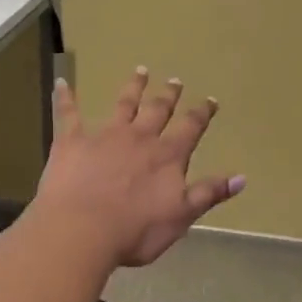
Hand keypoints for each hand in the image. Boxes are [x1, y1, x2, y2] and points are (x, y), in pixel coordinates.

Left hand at [34, 68, 244, 267]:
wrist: (82, 230)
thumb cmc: (134, 231)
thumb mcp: (181, 217)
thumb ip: (209, 193)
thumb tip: (242, 178)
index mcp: (167, 156)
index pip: (190, 128)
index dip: (202, 113)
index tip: (210, 100)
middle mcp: (140, 138)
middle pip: (158, 110)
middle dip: (168, 95)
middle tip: (175, 80)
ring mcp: (105, 136)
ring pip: (123, 105)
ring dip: (133, 87)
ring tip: (140, 71)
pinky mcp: (72, 141)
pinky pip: (68, 114)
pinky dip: (65, 97)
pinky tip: (60, 82)